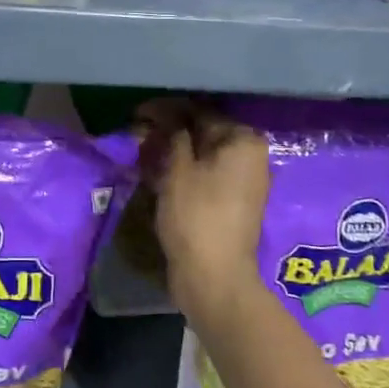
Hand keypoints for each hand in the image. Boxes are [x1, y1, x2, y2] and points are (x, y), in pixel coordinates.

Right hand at [135, 98, 270, 325]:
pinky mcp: (232, 201)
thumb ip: (172, 134)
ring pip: (202, 155)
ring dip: (173, 151)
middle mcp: (250, 156)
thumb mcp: (178, 168)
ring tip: (143, 154)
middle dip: (169, 131)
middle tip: (137, 135)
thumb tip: (164, 115)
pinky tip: (157, 173)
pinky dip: (183, 171)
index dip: (166, 111)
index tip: (137, 114)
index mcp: (243, 141)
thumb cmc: (196, 214)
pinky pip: (205, 175)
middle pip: (203, 132)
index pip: (200, 111)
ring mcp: (244, 180)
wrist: (213, 276)